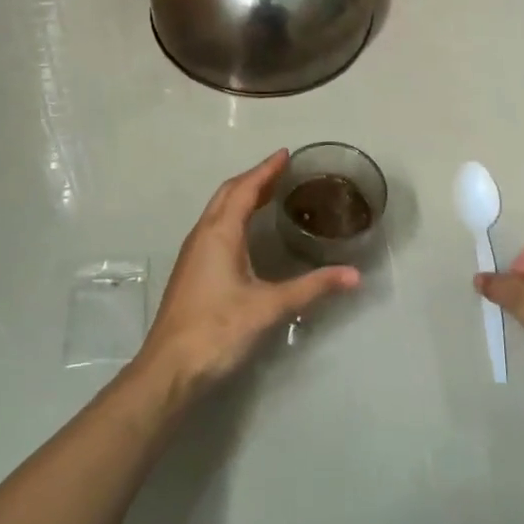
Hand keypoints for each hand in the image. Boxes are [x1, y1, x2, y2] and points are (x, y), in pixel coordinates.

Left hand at [138, 150, 358, 392]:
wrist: (169, 369)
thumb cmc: (218, 330)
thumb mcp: (269, 307)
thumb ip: (312, 288)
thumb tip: (353, 275)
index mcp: (220, 233)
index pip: (245, 189)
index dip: (266, 170)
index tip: (285, 154)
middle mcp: (203, 235)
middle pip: (228, 194)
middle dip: (254, 179)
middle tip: (281, 171)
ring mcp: (193, 253)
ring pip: (218, 211)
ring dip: (242, 197)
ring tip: (269, 194)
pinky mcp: (191, 271)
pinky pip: (215, 228)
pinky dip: (234, 216)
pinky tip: (247, 232)